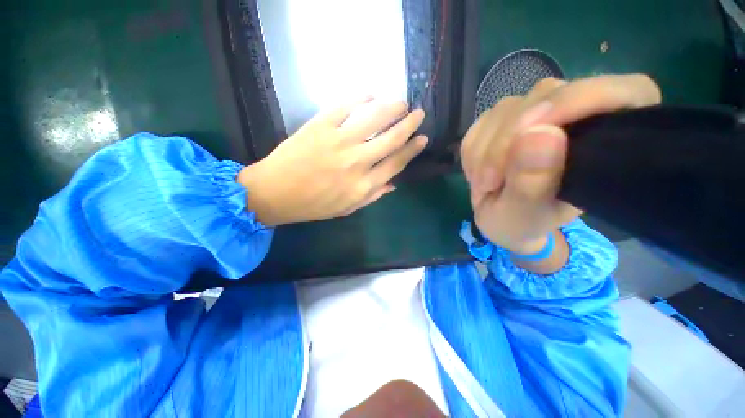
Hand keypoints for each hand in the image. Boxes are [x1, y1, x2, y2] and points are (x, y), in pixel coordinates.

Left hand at [238, 98, 426, 225]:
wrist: (276, 192)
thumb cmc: (314, 205)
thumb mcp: (347, 208)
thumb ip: (373, 196)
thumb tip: (394, 183)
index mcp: (364, 185)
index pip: (396, 163)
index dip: (412, 149)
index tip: (422, 139)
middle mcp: (357, 162)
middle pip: (391, 139)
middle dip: (409, 124)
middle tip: (418, 114)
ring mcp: (339, 142)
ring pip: (374, 118)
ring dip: (392, 107)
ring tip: (401, 102)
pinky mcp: (320, 126)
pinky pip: (345, 106)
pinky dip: (360, 97)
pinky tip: (370, 93)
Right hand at [461, 75, 660, 253]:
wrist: (497, 218)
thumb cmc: (520, 223)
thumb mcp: (524, 215)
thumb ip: (533, 183)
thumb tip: (538, 135)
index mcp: (607, 141)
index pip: (620, 92)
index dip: (578, 101)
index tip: (530, 133)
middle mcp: (575, 116)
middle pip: (545, 96)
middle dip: (506, 142)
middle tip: (489, 182)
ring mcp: (536, 113)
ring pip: (505, 109)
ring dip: (483, 150)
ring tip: (484, 184)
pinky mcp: (503, 118)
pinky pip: (481, 122)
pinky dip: (472, 150)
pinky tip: (478, 173)